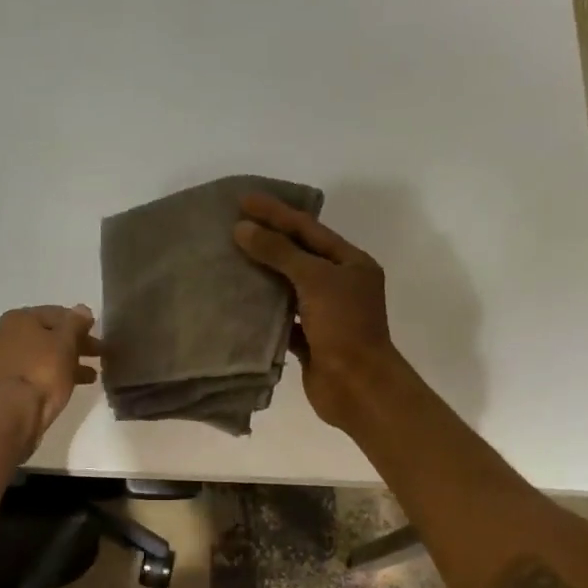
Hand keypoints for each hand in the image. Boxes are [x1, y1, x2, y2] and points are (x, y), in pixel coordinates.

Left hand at [0, 305, 101, 452]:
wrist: (12, 414)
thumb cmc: (42, 372)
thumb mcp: (66, 343)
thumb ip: (75, 323)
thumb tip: (81, 309)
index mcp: (17, 318)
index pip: (55, 314)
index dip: (79, 324)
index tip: (97, 336)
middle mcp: (2, 335)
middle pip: (46, 336)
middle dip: (74, 345)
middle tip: (98, 356)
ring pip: (39, 357)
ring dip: (65, 363)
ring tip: (89, 376)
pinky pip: (30, 375)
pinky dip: (48, 377)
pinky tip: (66, 388)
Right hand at [234, 195, 400, 427]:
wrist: (357, 386)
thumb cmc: (344, 327)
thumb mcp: (314, 280)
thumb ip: (279, 252)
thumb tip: (243, 228)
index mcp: (351, 263)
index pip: (309, 229)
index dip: (277, 213)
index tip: (244, 200)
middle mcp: (340, 285)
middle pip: (299, 255)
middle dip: (268, 240)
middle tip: (232, 225)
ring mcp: (325, 315)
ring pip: (289, 287)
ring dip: (263, 275)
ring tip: (230, 259)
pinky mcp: (309, 341)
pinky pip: (282, 318)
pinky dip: (263, 310)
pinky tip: (239, 301)